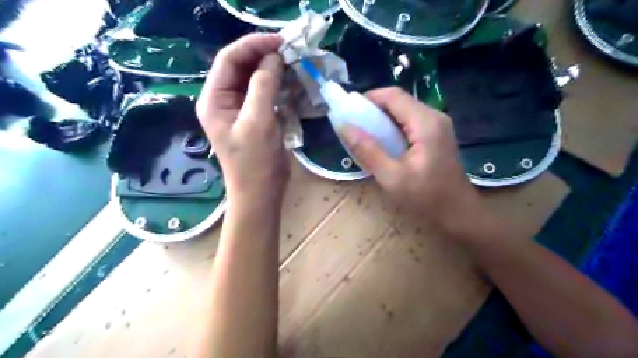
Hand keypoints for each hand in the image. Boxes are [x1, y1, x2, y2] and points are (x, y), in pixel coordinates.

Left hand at [197, 34, 290, 204]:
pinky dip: (279, 86)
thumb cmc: (255, 163)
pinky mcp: (256, 118)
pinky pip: (266, 94)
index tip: (280, 41)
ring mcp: (241, 110)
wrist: (261, 194)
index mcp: (214, 99)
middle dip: (265, 56)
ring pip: (255, 79)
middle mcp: (224, 101)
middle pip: (242, 67)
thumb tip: (274, 58)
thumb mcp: (258, 122)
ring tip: (295, 64)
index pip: (229, 59)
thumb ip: (263, 86)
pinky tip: (293, 83)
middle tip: (291, 51)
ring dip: (274, 70)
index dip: (253, 45)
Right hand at [342, 86, 488, 239]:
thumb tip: (344, 127)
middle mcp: (434, 117)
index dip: (368, 98)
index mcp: (426, 123)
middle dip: (373, 110)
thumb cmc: (426, 198)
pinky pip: (409, 124)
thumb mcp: (392, 177)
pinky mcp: (436, 136)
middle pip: (399, 101)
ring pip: (403, 112)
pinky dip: (391, 129)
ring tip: (364, 136)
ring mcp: (437, 126)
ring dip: (381, 120)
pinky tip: (383, 145)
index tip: (348, 113)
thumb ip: (368, 151)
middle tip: (353, 127)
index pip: (393, 96)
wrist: (458, 214)